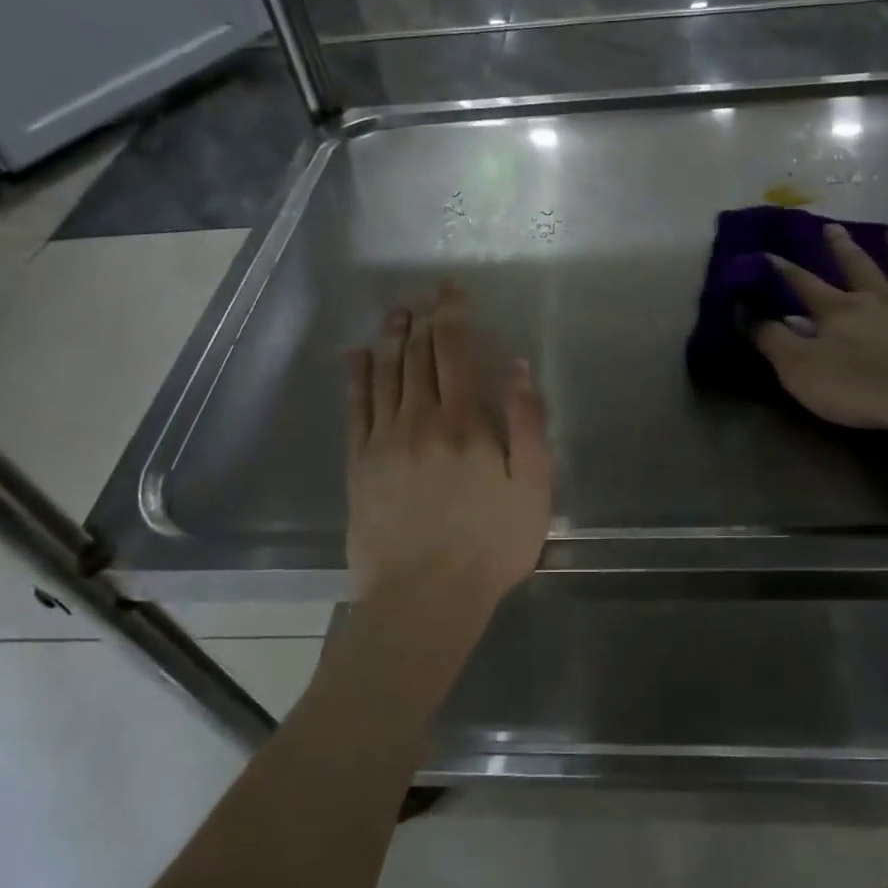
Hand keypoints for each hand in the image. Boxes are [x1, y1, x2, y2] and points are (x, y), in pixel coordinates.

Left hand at [345, 284, 553, 612]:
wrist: (423, 597)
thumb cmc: (490, 545)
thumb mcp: (533, 487)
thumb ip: (527, 424)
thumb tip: (517, 369)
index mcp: (463, 422)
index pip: (454, 351)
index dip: (452, 314)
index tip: (452, 290)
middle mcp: (419, 420)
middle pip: (417, 356)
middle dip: (422, 320)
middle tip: (424, 296)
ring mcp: (383, 441)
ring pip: (385, 375)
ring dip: (390, 339)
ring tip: (394, 314)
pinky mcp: (359, 465)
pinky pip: (355, 408)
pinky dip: (357, 377)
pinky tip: (358, 357)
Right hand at [756, 222, 887, 443]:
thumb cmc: (861, 389)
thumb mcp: (800, 370)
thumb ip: (772, 341)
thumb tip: (746, 312)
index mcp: (838, 311)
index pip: (803, 285)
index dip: (784, 270)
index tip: (768, 254)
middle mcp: (877, 298)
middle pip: (856, 266)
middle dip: (840, 247)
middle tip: (832, 227)